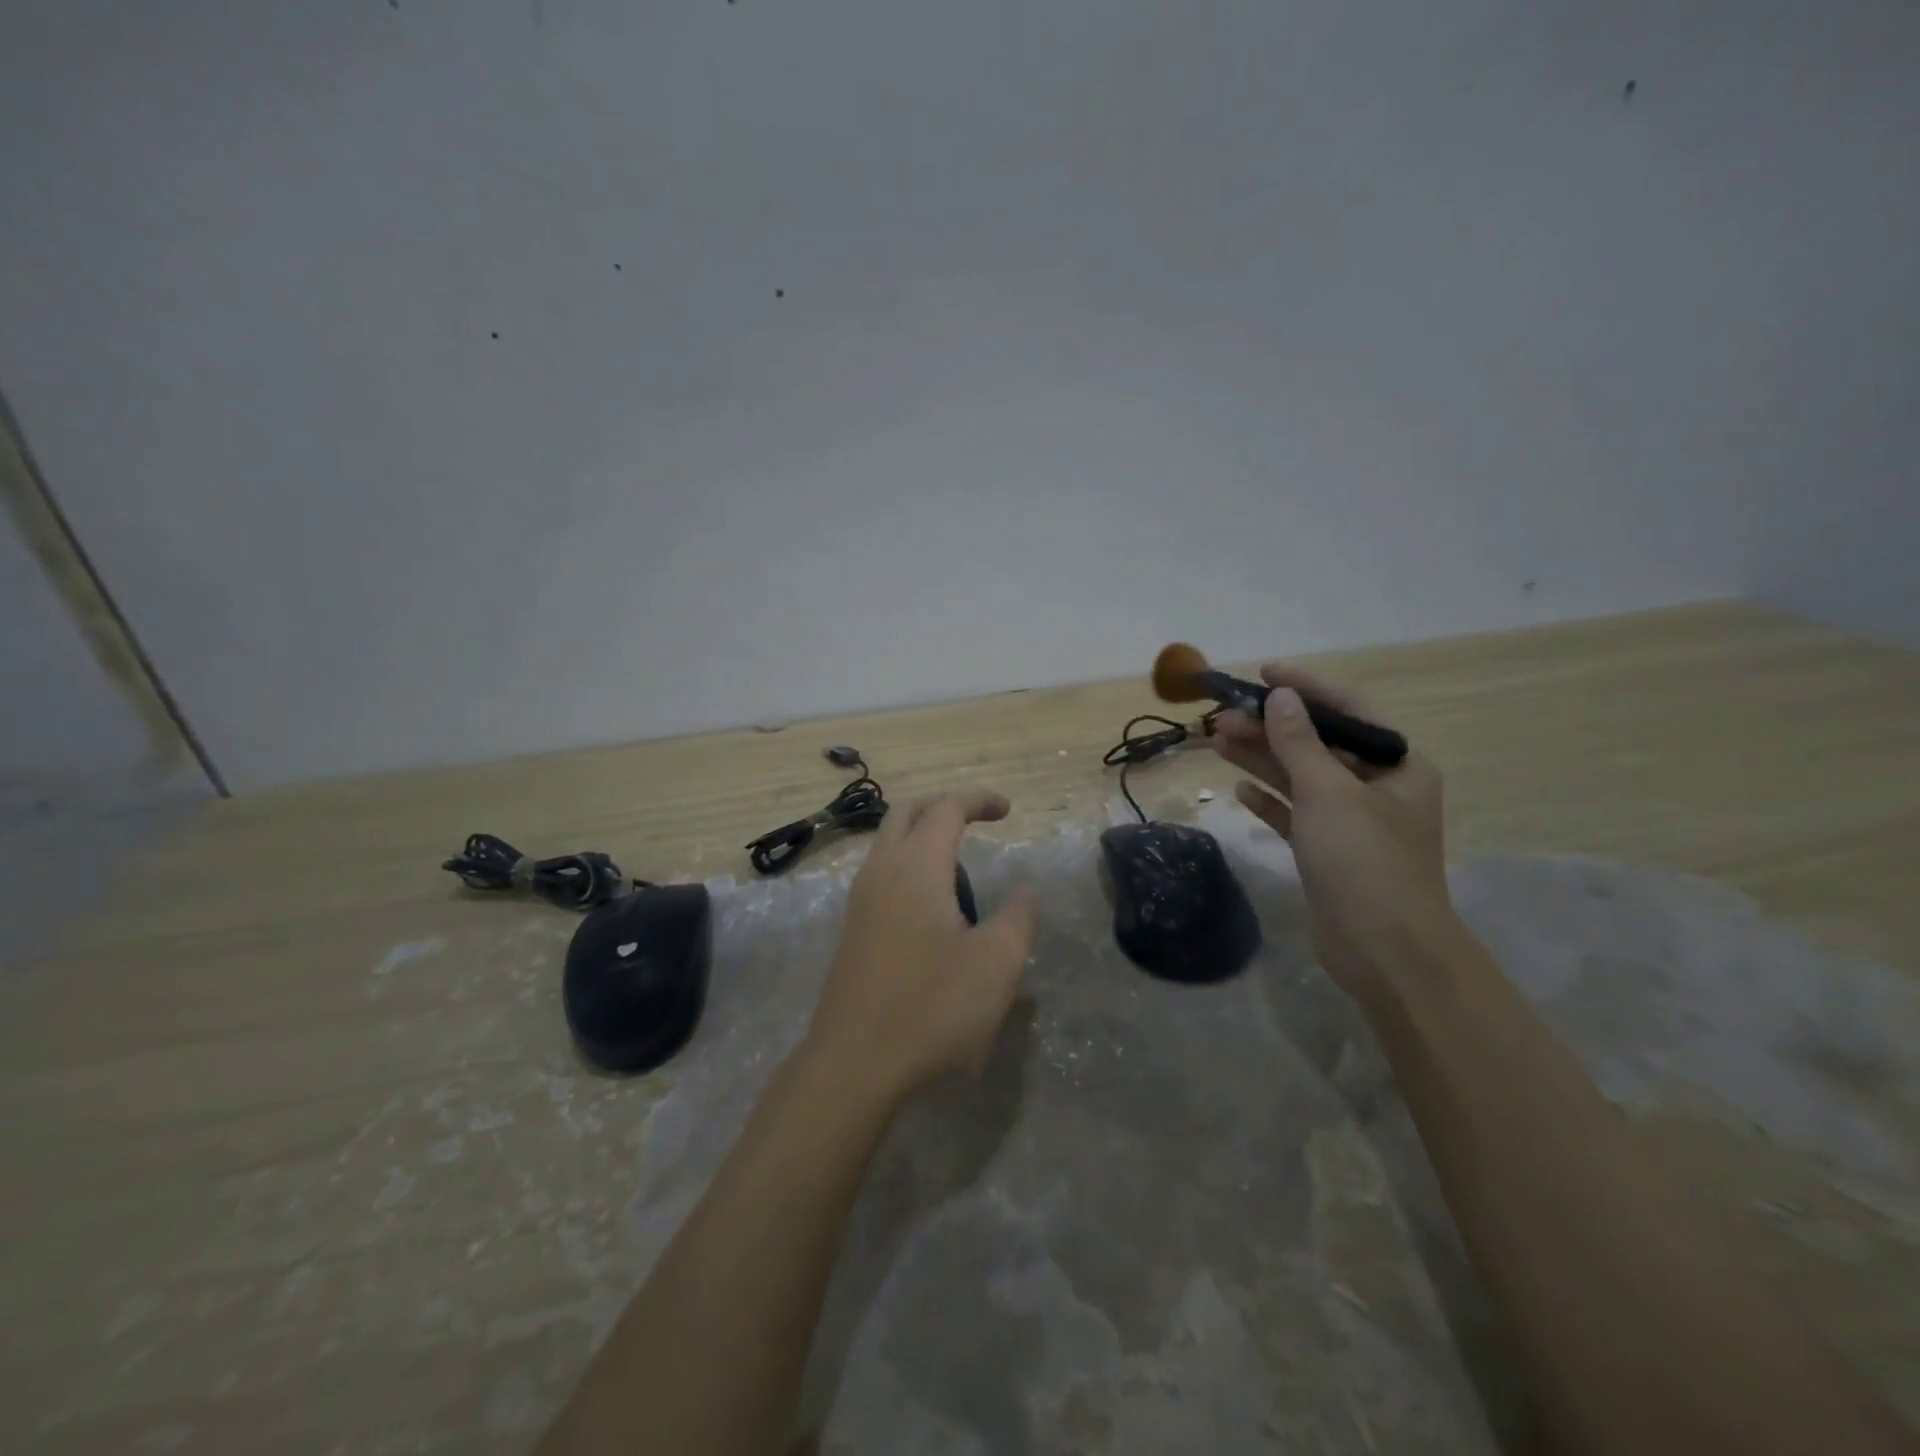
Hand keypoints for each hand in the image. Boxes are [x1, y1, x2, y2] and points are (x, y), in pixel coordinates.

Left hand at [807, 789, 1039, 1107]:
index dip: (979, 800)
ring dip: (921, 836)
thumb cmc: (932, 1006)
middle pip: (907, 813)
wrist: (854, 1062)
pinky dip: (907, 864)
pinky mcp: (852, 927)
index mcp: (917, 866)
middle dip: (944, 807)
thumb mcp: (997, 964)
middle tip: (977, 823)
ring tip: (960, 868)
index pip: (946, 808)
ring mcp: (860, 899)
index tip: (1008, 811)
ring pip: (887, 841)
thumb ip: (1019, 917)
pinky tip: (931, 906)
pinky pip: (880, 872)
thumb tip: (1026, 889)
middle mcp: (882, 870)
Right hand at [1212, 664, 1459, 1003]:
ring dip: (1262, 760)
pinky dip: (1269, 801)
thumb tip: (1281, 698)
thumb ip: (1299, 742)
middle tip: (1224, 716)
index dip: (1306, 688)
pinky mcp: (1327, 851)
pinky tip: (1240, 791)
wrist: (1384, 950)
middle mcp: (1377, 788)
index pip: (1348, 711)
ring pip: (1300, 778)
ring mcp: (1351, 822)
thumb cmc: (1364, 859)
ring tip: (1218, 741)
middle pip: (1317, 745)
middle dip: (1271, 728)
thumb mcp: (1328, 791)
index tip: (1265, 672)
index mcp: (1397, 765)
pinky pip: (1294, 814)